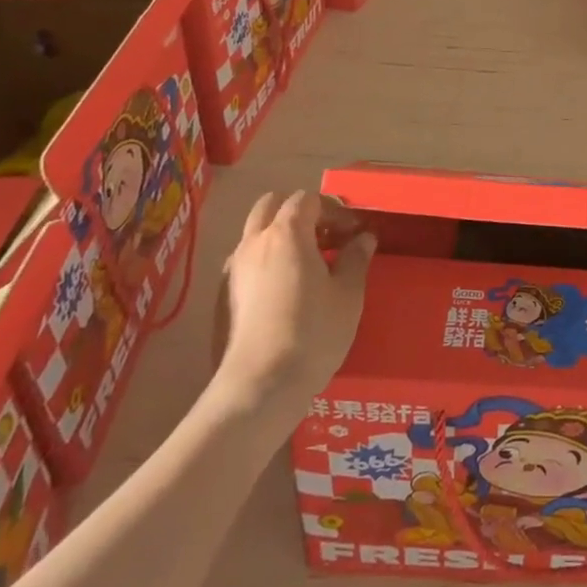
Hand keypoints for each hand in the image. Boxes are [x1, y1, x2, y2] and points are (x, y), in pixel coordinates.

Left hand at [212, 191, 374, 419]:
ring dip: (279, 237)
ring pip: (254, 234)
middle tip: (325, 238)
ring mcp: (233, 271)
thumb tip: (363, 238)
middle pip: (271, 206)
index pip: (307, 199)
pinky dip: (265, 262)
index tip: (352, 232)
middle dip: (299, 212)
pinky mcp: (222, 299)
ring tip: (307, 265)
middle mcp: (254, 243)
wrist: (259, 387)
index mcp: (287, 233)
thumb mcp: (348, 294)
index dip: (333, 209)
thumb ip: (355, 258)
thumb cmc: (312, 332)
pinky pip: (245, 263)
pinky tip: (284, 292)